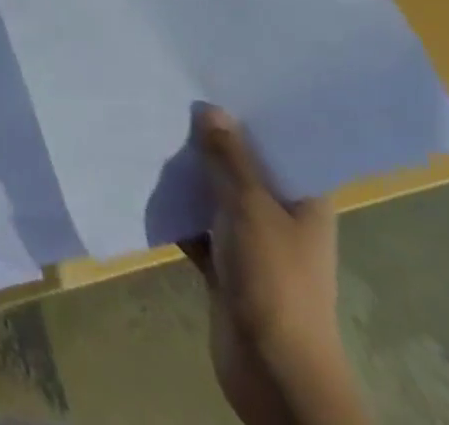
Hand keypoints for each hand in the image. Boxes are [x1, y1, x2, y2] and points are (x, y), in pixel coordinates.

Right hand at [181, 107, 368, 424]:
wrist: (272, 370)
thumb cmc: (274, 278)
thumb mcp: (250, 207)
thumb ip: (230, 157)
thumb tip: (212, 108)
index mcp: (304, 201)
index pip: (281, 146)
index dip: (253, 114)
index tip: (218, 79)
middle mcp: (280, 216)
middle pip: (243, 166)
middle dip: (211, 138)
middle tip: (173, 92)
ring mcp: (251, 241)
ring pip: (215, 193)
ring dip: (188, 172)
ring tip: (152, 125)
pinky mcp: (223, 263)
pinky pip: (195, 222)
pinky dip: (175, 207)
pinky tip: (144, 177)